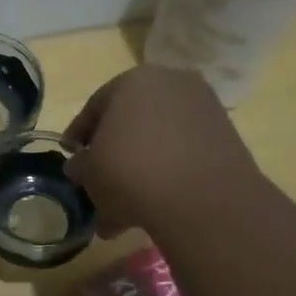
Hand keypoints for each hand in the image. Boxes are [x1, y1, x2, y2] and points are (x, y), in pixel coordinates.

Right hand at [64, 66, 262, 236]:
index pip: (96, 106)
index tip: (70, 157)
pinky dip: (165, 177)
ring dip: (136, 175)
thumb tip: (80, 165)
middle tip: (96, 187)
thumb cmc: (131, 172)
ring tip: (120, 215)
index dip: (78, 135)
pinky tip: (151, 209)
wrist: (203, 200)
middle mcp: (172, 84)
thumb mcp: (90, 172)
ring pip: (157, 144)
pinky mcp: (225, 139)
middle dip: (111, 158)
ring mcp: (203, 110)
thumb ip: (80, 164)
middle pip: (130, 124)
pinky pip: (182, 156)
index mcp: (134, 80)